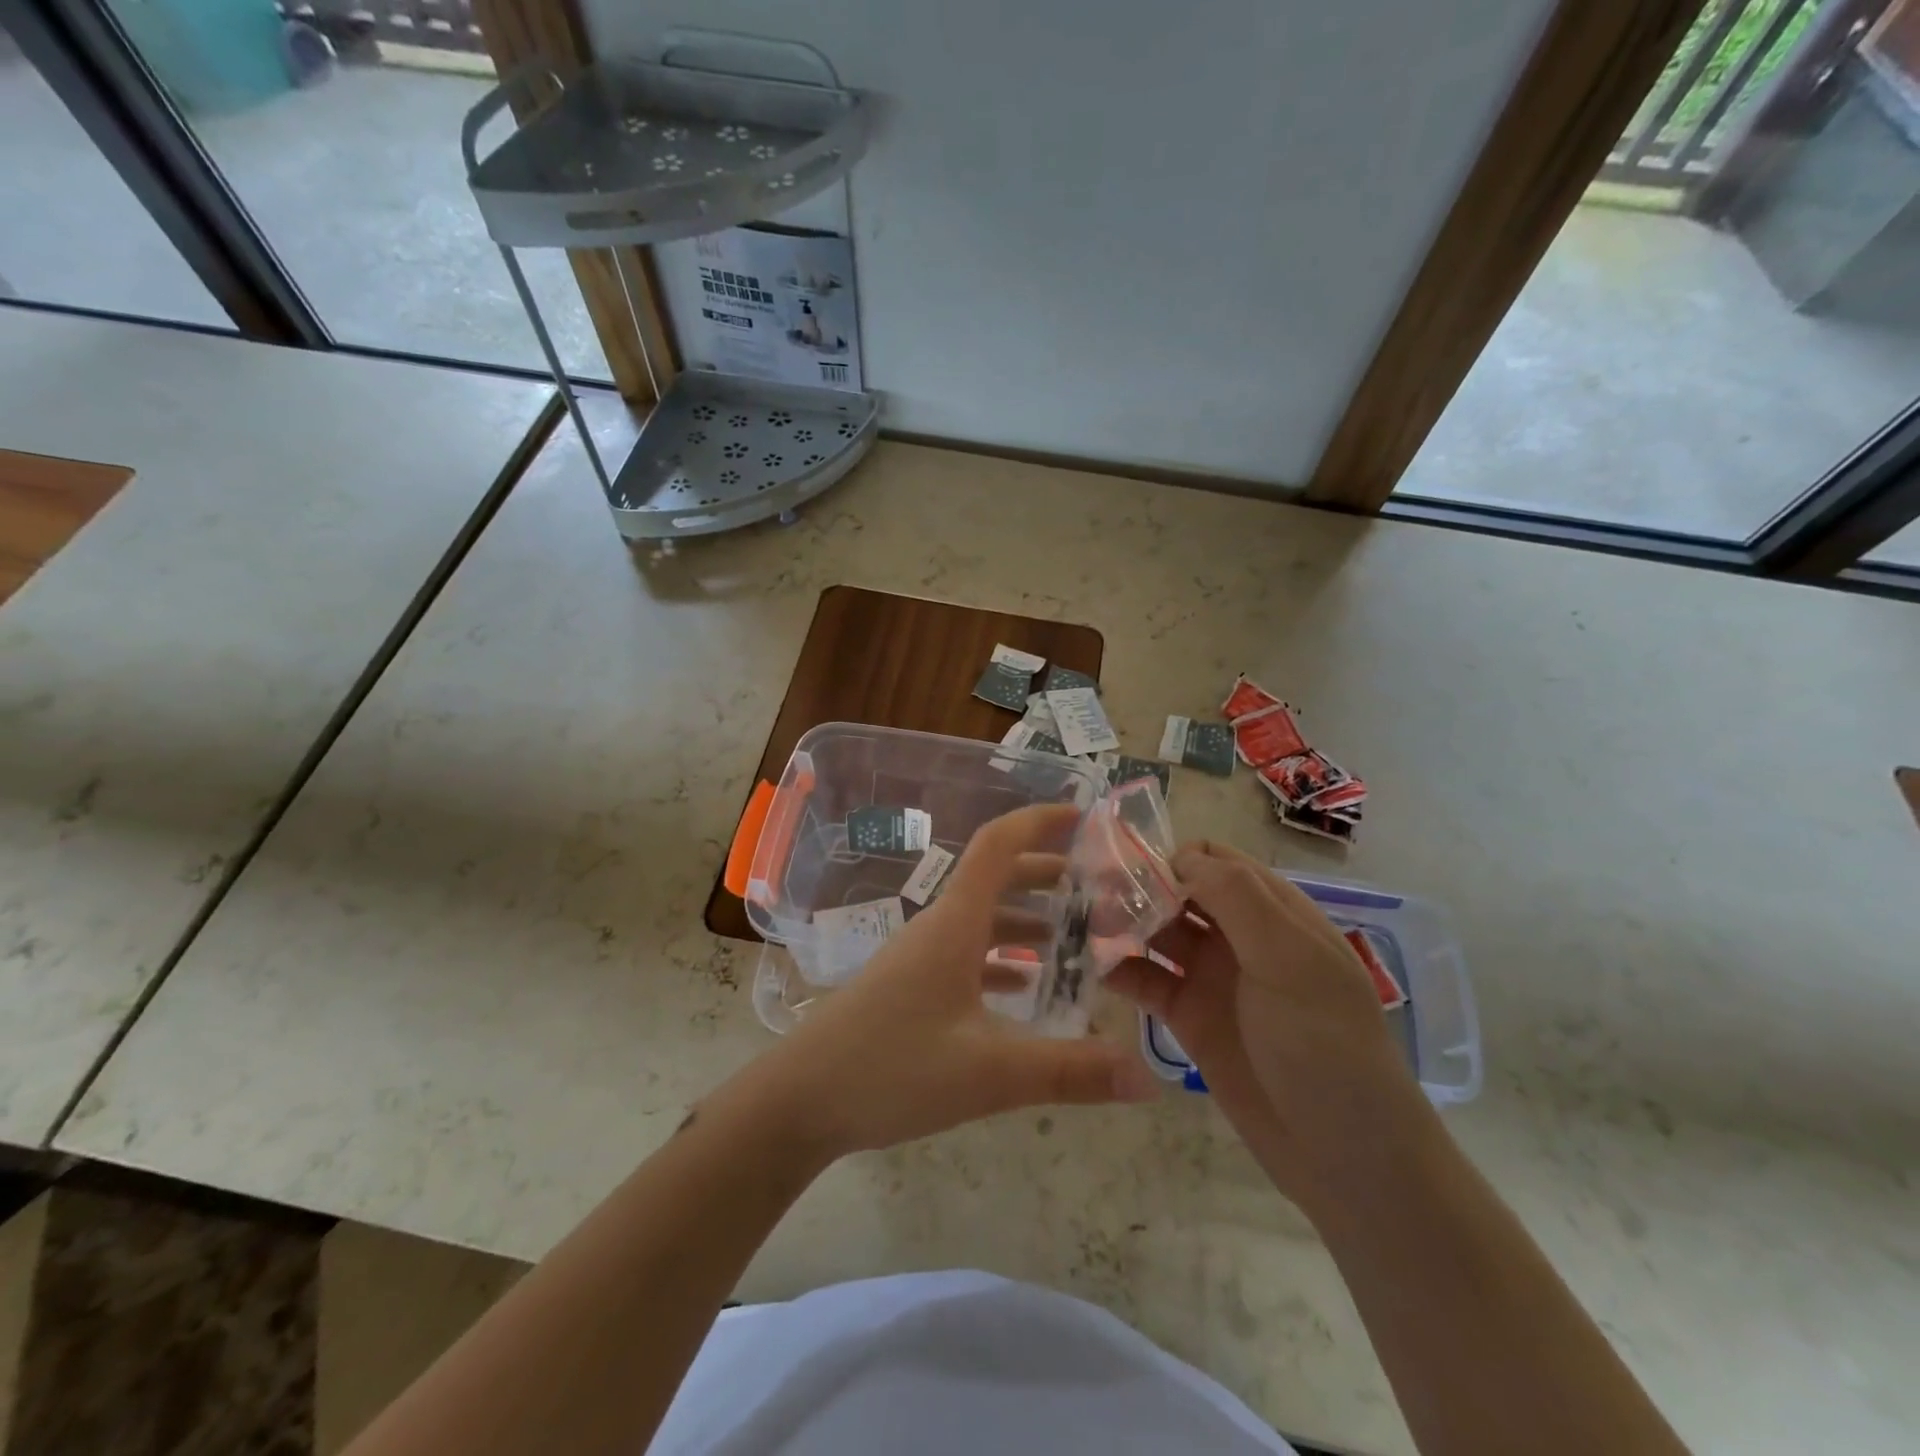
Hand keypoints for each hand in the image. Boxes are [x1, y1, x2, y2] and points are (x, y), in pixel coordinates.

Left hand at [755, 804, 1158, 1161]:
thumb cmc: (890, 1069)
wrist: (798, 1101)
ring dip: (1027, 920)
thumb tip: (1148, 1078)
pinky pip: (966, 955)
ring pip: (982, 920)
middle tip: (1100, 889)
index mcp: (955, 923)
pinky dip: (1002, 959)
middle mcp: (938, 927)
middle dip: (1048, 876)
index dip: (1040, 821)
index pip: (999, 845)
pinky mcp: (909, 987)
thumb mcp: (988, 1073)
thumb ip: (1069, 1072)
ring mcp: (919, 957)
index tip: (1085, 818)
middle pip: (996, 879)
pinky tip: (1025, 988)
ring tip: (1076, 940)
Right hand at [1105, 841, 1422, 1200]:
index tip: (1130, 872)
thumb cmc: (1326, 1047)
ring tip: (1081, 927)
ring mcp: (1211, 977)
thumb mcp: (1291, 960)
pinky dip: (1118, 968)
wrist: (1346, 1159)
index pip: (1214, 860)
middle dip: (1136, 888)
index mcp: (1273, 912)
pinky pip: (1145, 980)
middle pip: (1177, 891)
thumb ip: (1236, 898)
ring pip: (1156, 932)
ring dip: (1121, 924)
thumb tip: (1178, 857)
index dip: (1173, 858)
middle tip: (1090, 897)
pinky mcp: (1188, 1018)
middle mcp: (1239, 936)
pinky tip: (1091, 966)